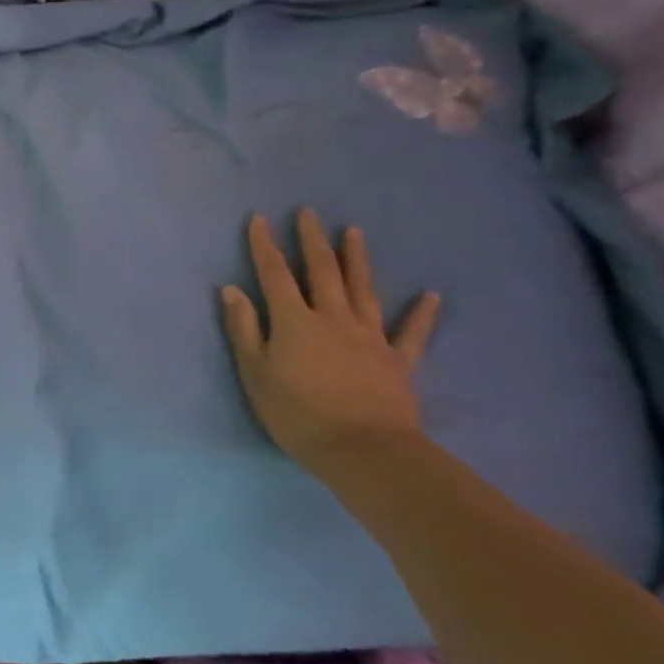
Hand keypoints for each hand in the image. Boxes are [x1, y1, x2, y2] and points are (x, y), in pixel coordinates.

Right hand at [220, 210, 441, 474]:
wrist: (364, 451)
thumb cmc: (297, 414)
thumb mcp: (255, 373)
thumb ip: (244, 328)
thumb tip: (232, 289)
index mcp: (294, 321)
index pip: (274, 275)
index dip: (265, 245)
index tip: (260, 219)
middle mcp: (332, 318)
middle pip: (321, 272)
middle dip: (312, 240)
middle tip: (309, 212)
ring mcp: (369, 337)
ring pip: (363, 290)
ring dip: (357, 259)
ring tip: (354, 232)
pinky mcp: (398, 361)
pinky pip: (412, 333)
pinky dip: (422, 313)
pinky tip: (431, 295)